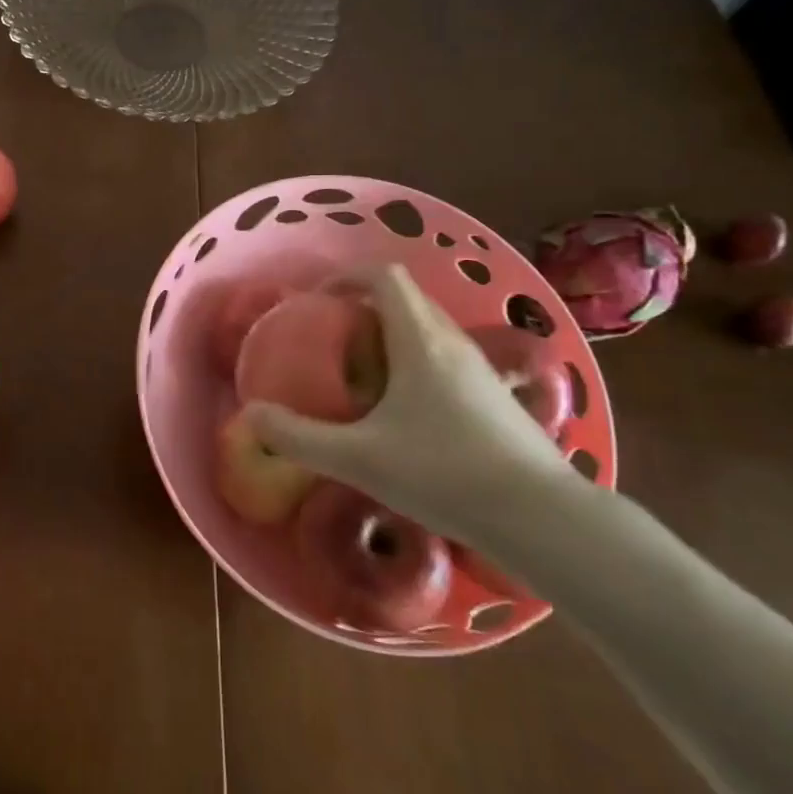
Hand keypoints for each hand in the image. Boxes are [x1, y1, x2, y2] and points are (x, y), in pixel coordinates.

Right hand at [244, 264, 573, 544]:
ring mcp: (479, 368)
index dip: (346, 277)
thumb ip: (299, 438)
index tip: (318, 303)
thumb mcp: (359, 458)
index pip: (383, 276)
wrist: (541, 517)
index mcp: (419, 339)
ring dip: (391, 335)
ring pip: (428, 328)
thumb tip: (250, 416)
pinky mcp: (495, 396)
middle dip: (364, 307)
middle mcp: (452, 341)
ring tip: (362, 374)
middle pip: (405, 298)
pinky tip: (405, 413)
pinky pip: (445, 357)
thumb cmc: (445, 473)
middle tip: (332, 340)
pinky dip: (415, 362)